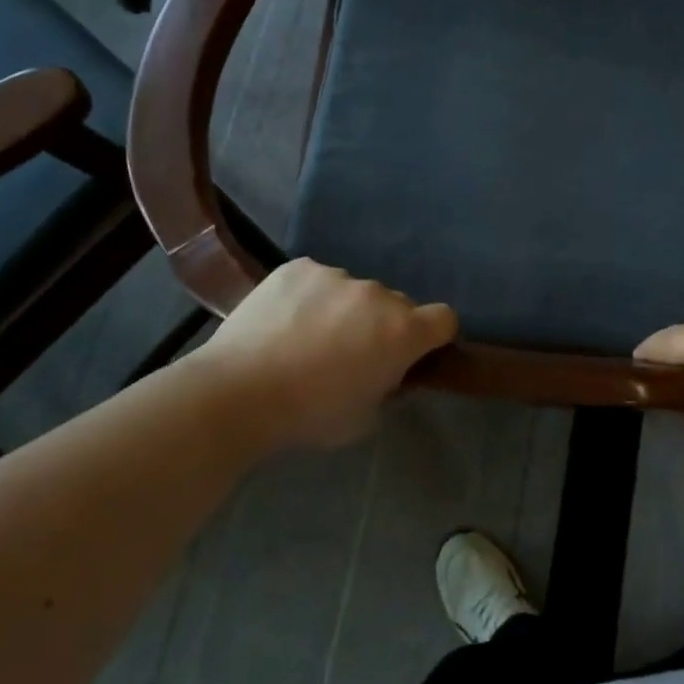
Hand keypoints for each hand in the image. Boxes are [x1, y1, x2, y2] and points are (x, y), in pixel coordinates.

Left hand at [187, 259, 457, 451]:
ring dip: (344, 309)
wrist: (239, 392)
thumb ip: (387, 384)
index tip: (413, 353)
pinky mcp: (299, 267)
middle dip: (382, 325)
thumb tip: (384, 368)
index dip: (433, 336)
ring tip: (306, 337)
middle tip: (350, 352)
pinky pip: (317, 279)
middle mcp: (377, 294)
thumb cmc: (309, 414)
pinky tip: (283, 322)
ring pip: (353, 291)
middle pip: (396, 304)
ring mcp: (337, 275)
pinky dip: (309, 297)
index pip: (444, 319)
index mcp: (402, 331)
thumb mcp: (364, 416)